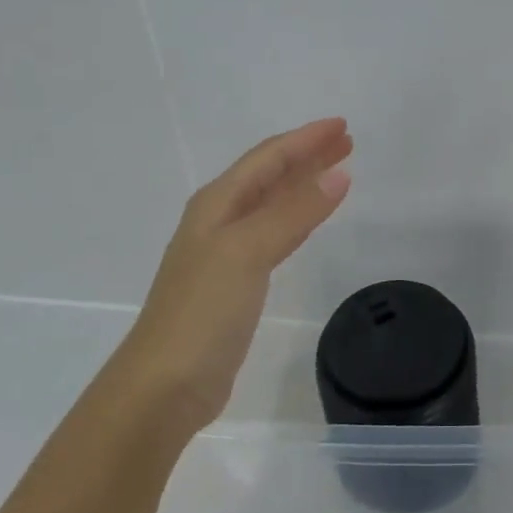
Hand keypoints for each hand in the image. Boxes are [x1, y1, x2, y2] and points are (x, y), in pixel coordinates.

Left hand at [130, 118, 352, 426]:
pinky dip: (298, 219)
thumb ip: (294, 212)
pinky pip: (275, 234)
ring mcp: (226, 252)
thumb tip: (338, 175)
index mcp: (217, 203)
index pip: (268, 158)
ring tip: (338, 172)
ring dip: (304, 184)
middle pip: (270, 175)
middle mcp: (220, 220)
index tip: (343, 126)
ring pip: (273, 203)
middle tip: (347, 143)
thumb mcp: (248, 251)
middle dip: (308, 156)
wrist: (164, 385)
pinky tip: (311, 221)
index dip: (305, 139)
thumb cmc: (202, 311)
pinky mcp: (236, 283)